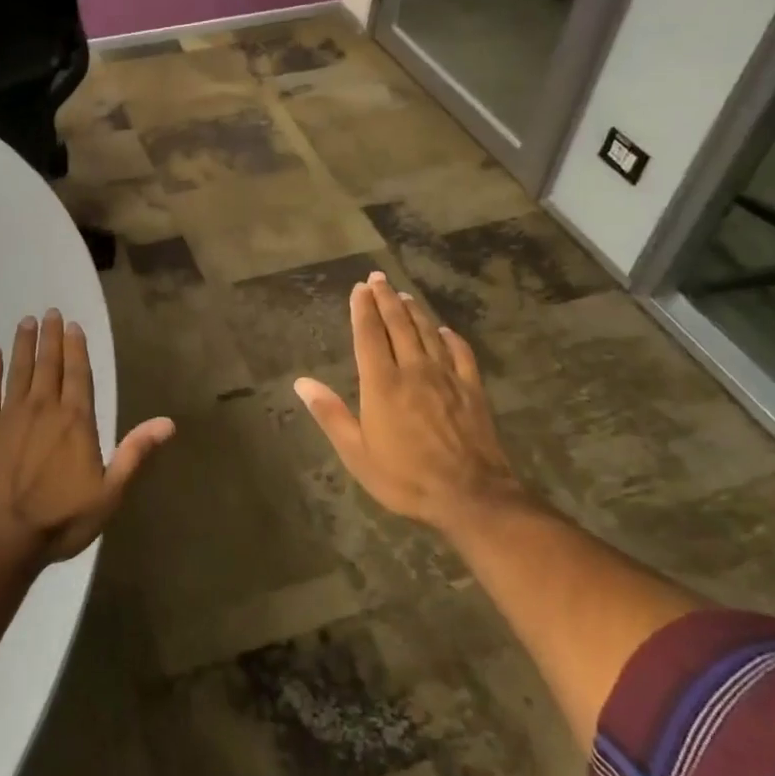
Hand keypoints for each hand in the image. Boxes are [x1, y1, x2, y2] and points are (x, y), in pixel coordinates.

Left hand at [0, 310, 175, 566]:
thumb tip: (168, 423)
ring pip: (19, 370)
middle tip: (49, 312)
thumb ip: (135, 453)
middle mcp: (43, 408)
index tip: (72, 325)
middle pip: (49, 364)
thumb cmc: (60, 520)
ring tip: (26, 322)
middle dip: (50, 337)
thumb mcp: (109, 494)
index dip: (76, 347)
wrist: (0, 540)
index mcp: (75, 421)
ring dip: (24, 344)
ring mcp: (10, 416)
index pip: (78, 374)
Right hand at [294, 272, 525, 533]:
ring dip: (414, 311)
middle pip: (398, 325)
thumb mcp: (357, 454)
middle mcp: (413, 370)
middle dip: (386, 299)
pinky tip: (445, 331)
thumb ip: (331, 415)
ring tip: (403, 295)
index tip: (359, 288)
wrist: (472, 496)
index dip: (363, 309)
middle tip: (378, 278)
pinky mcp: (472, 390)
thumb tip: (302, 383)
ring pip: (428, 333)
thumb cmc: (406, 477)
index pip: (369, 335)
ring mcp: (446, 377)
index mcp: (382, 383)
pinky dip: (451, 338)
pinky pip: (461, 354)